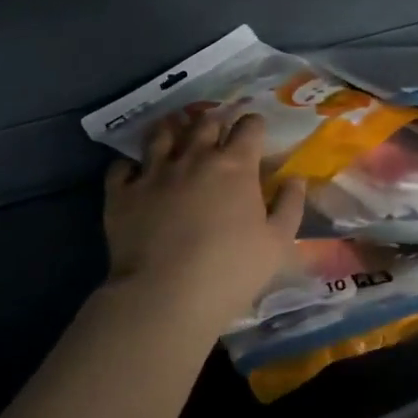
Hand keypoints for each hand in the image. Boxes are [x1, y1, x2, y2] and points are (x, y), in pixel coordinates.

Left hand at [103, 111, 307, 332]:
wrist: (165, 295)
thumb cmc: (231, 270)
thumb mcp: (278, 243)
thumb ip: (289, 206)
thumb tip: (296, 179)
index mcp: (235, 166)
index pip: (249, 127)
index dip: (254, 125)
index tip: (255, 131)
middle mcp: (194, 157)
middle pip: (204, 123)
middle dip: (214, 121)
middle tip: (217, 130)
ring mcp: (154, 172)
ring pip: (161, 135)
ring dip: (171, 130)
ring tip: (174, 133)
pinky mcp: (122, 193)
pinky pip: (122, 167)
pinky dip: (130, 165)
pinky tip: (135, 172)